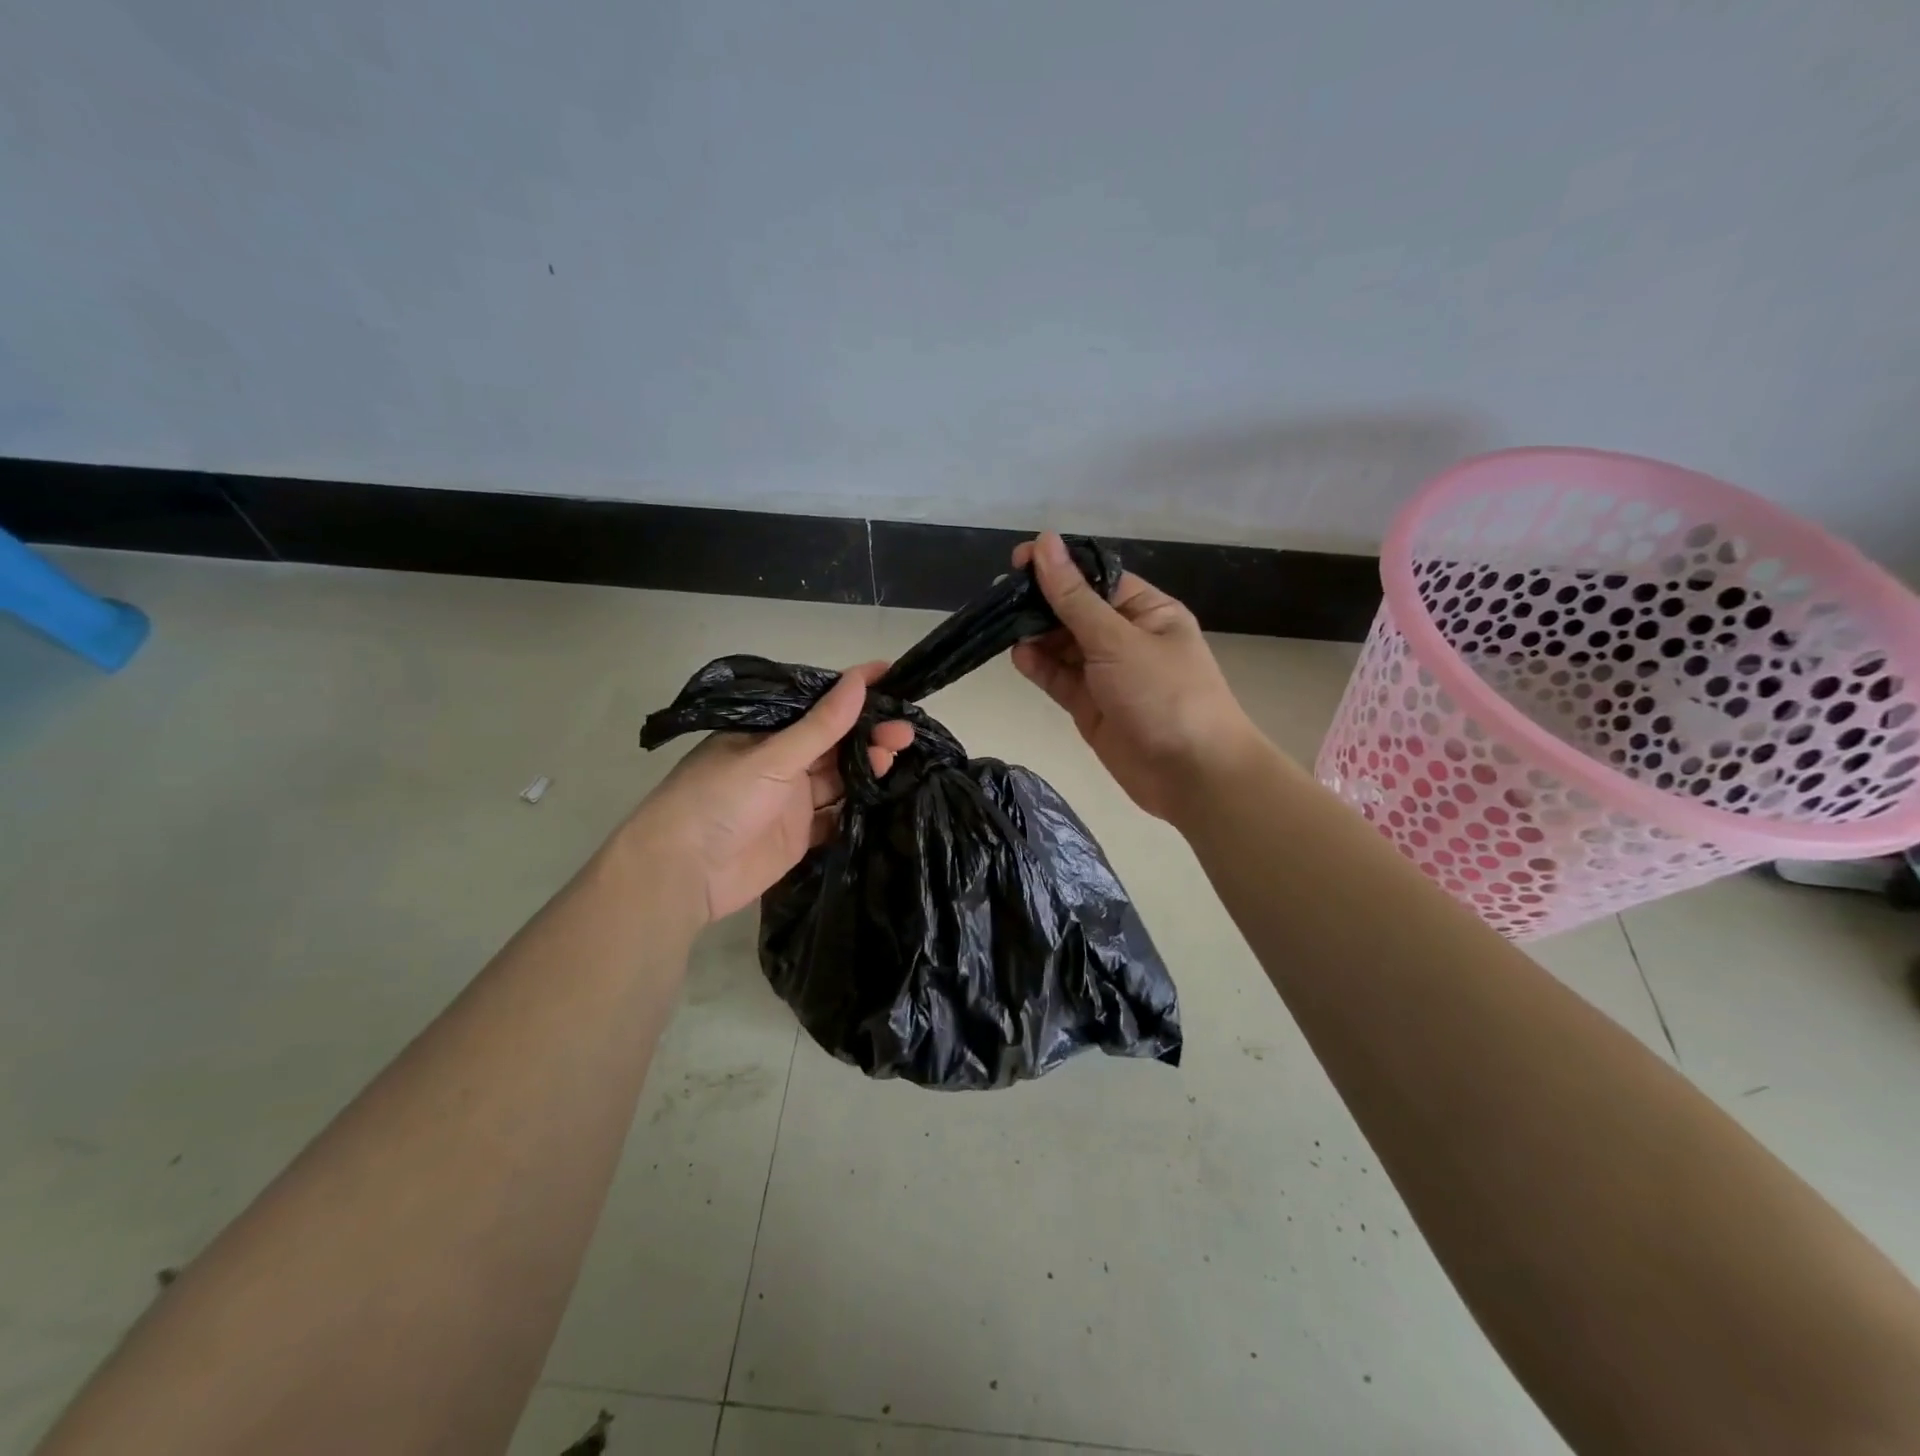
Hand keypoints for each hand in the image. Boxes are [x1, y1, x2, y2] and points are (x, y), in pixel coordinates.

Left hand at [620, 662, 913, 923]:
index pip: (817, 705)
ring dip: (868, 767)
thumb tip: (858, 681)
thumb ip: (820, 726)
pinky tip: (887, 795)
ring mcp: (791, 801)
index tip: (891, 675)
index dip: (852, 690)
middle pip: (834, 743)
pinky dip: (859, 807)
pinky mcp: (800, 835)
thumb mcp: (771, 756)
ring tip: (898, 757)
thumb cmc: (719, 800)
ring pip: (839, 777)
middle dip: (869, 733)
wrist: (683, 873)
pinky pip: (837, 816)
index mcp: (766, 734)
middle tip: (905, 731)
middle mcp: (781, 763)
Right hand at [1011, 532, 1263, 820]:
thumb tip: (1045, 543)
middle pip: (1075, 612)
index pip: (1095, 579)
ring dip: (1036, 636)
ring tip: (1002, 627)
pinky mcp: (1090, 706)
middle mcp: (1126, 638)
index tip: (1018, 561)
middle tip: (1000, 599)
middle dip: (1041, 604)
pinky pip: (1060, 678)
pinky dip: (1039, 667)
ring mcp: (1107, 674)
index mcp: (1147, 611)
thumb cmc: (1165, 695)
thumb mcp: (1117, 640)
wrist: (1192, 775)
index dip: (1059, 568)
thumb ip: (1074, 597)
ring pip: (1063, 646)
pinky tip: (1019, 656)